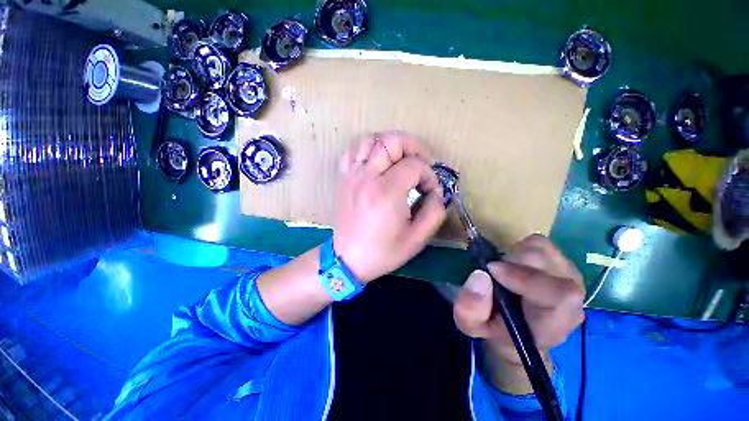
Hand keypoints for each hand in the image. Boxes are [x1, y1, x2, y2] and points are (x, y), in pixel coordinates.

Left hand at [332, 131, 446, 281]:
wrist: (348, 259)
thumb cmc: (382, 252)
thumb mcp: (417, 239)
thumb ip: (434, 212)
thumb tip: (437, 191)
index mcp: (386, 192)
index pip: (414, 165)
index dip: (429, 175)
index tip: (430, 190)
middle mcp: (367, 177)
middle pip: (392, 141)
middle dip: (414, 146)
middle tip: (422, 162)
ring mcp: (352, 175)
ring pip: (371, 139)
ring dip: (391, 143)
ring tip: (401, 158)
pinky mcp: (344, 178)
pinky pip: (354, 150)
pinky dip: (368, 148)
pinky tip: (377, 160)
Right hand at [453, 234, 584, 392]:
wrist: (519, 327)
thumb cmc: (496, 328)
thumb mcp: (471, 325)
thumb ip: (469, 308)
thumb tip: (480, 275)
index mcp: (553, 323)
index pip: (560, 295)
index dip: (525, 277)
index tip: (491, 270)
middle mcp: (572, 300)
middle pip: (545, 263)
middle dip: (511, 261)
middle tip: (494, 272)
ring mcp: (571, 278)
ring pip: (542, 248)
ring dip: (515, 254)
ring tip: (505, 270)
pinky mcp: (563, 263)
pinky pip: (541, 243)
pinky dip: (521, 247)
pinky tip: (515, 264)